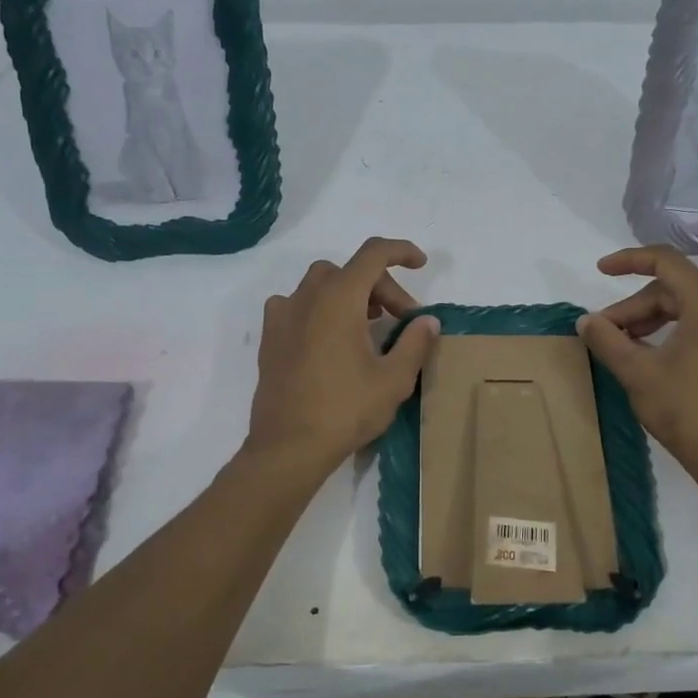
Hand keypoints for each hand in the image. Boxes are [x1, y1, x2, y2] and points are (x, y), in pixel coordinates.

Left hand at [246, 238, 440, 472]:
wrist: (289, 446)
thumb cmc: (345, 410)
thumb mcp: (394, 379)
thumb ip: (415, 342)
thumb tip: (427, 321)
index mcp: (338, 299)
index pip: (373, 254)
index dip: (401, 251)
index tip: (420, 265)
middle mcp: (307, 297)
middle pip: (350, 272)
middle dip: (381, 288)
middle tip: (402, 322)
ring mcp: (283, 316)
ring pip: (321, 284)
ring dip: (349, 295)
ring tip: (368, 326)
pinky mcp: (270, 338)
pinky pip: (297, 305)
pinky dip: (320, 309)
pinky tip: (331, 339)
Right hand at [577, 246, 697, 480]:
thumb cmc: (686, 409)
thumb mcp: (637, 372)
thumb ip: (608, 340)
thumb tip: (586, 321)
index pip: (666, 262)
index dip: (629, 260)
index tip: (600, 271)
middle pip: (673, 290)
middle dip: (633, 307)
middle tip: (604, 333)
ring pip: (685, 310)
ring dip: (649, 322)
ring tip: (622, 347)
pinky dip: (669, 334)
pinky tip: (649, 359)